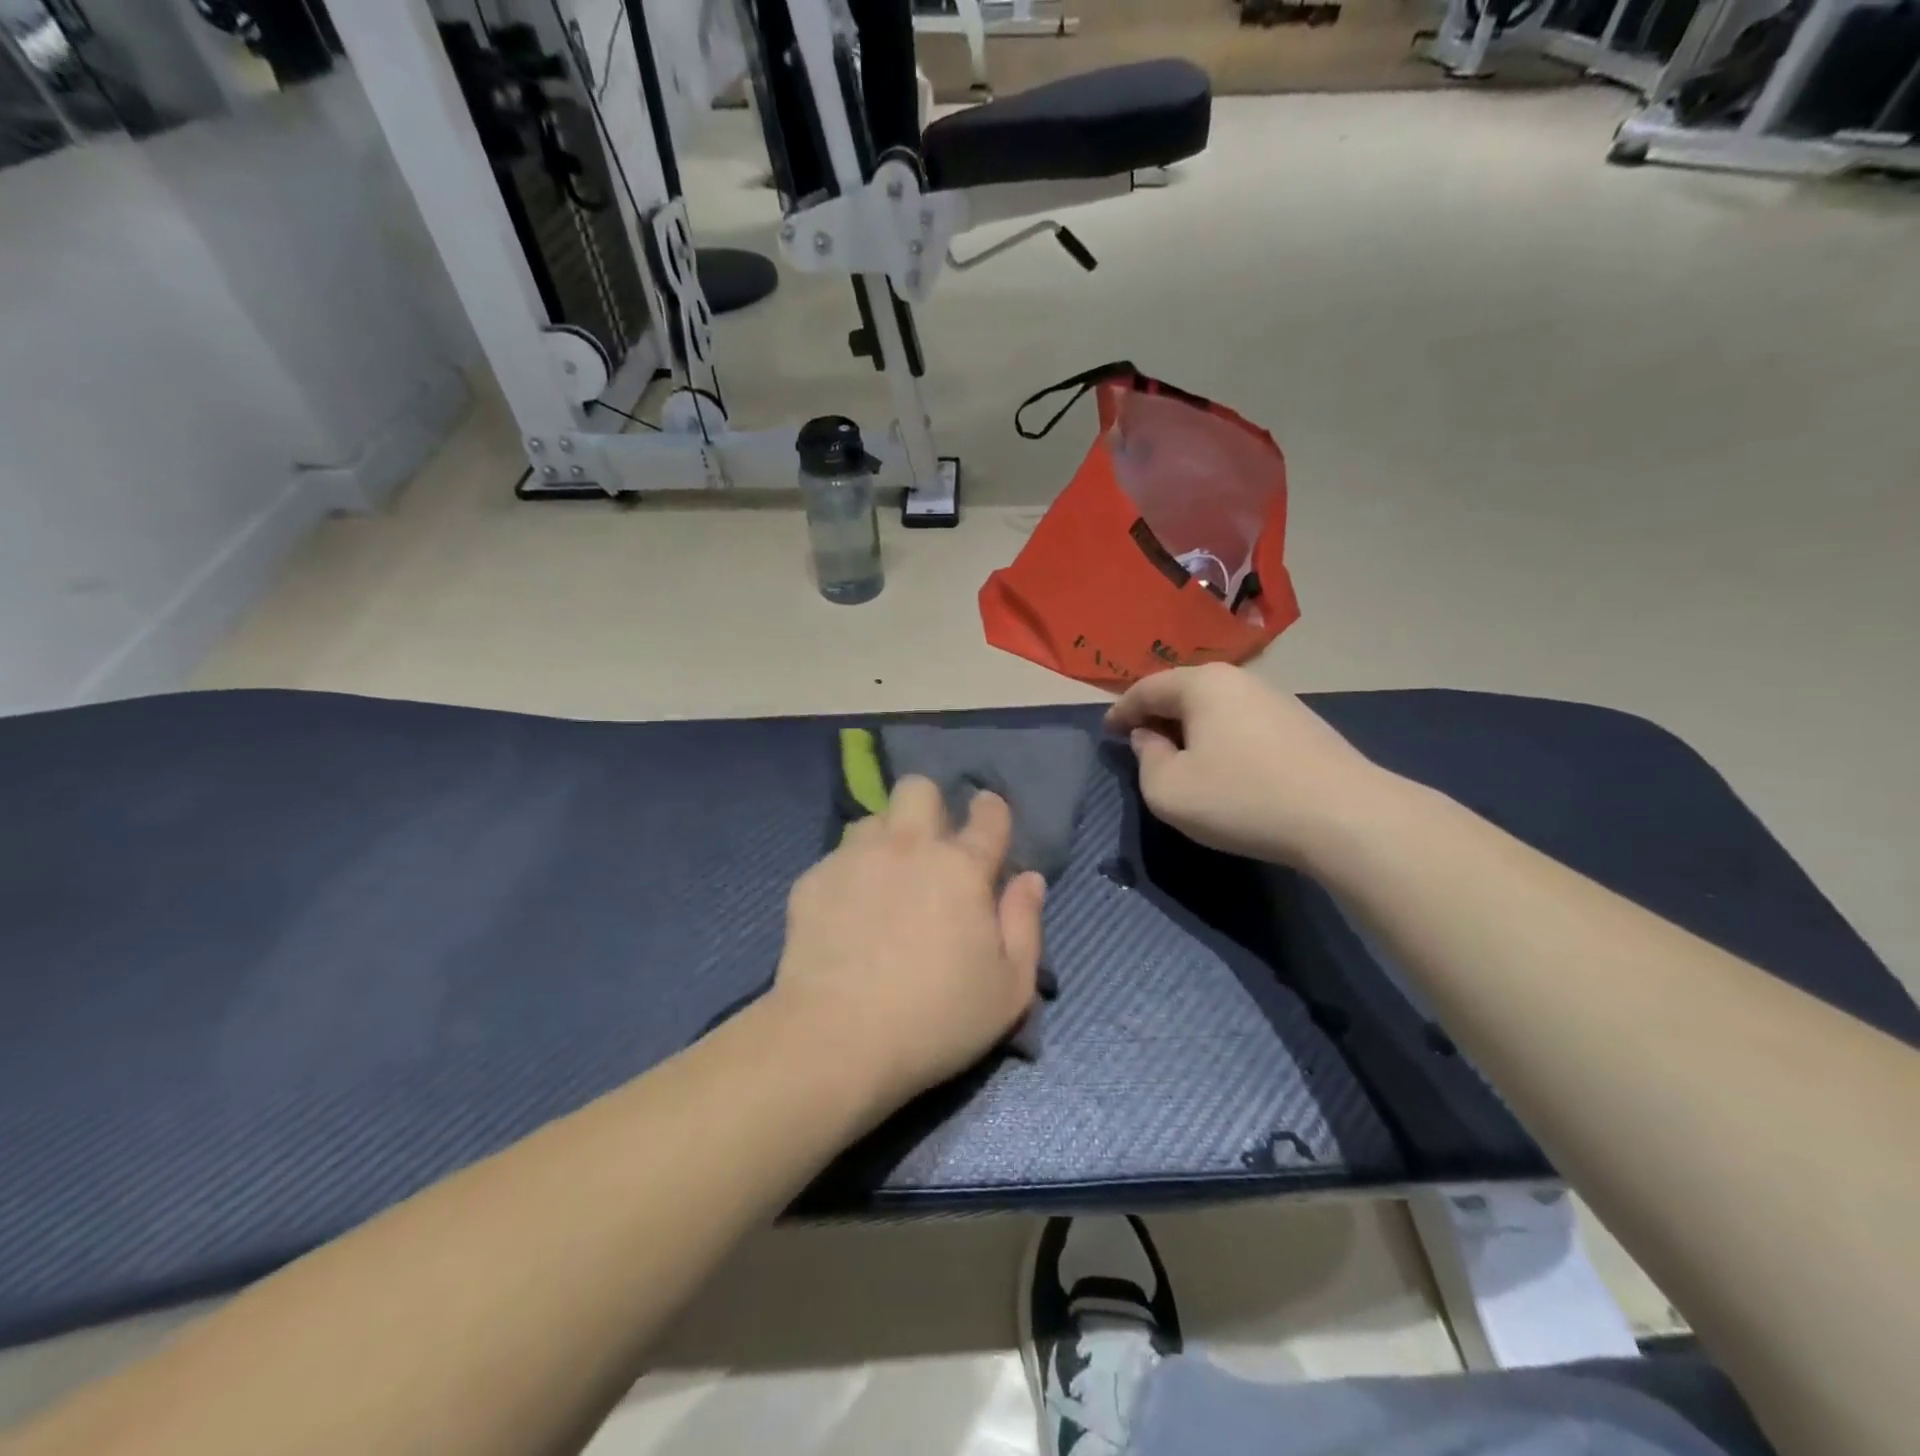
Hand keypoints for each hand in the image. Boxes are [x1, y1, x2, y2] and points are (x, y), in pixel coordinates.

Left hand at [770, 777, 1045, 1117]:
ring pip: (872, 820)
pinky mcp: (812, 880)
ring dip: (885, 840)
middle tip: (930, 849)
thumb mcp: (1009, 988)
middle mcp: (908, 847)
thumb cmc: (937, 1019)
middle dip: (929, 806)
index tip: (988, 822)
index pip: (988, 814)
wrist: (837, 1040)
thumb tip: (1029, 879)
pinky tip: (845, 915)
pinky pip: (836, 858)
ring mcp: (854, 858)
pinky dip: (848, 876)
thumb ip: (1026, 924)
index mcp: (961, 867)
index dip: (992, 811)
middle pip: (918, 788)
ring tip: (883, 881)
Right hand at [1106, 663, 1385, 867]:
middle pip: (1184, 691)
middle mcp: (1240, 679)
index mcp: (1202, 684)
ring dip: (1191, 726)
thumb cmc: (1241, 798)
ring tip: (1179, 754)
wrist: (1344, 817)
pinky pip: (1243, 722)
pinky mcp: (1302, 725)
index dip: (1120, 711)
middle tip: (1138, 740)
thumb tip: (1150, 737)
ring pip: (1217, 706)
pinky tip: (1224, 764)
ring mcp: (1277, 699)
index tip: (1106, 731)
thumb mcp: (1168, 789)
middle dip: (1157, 714)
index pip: (1146, 688)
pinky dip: (1221, 737)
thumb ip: (1146, 758)